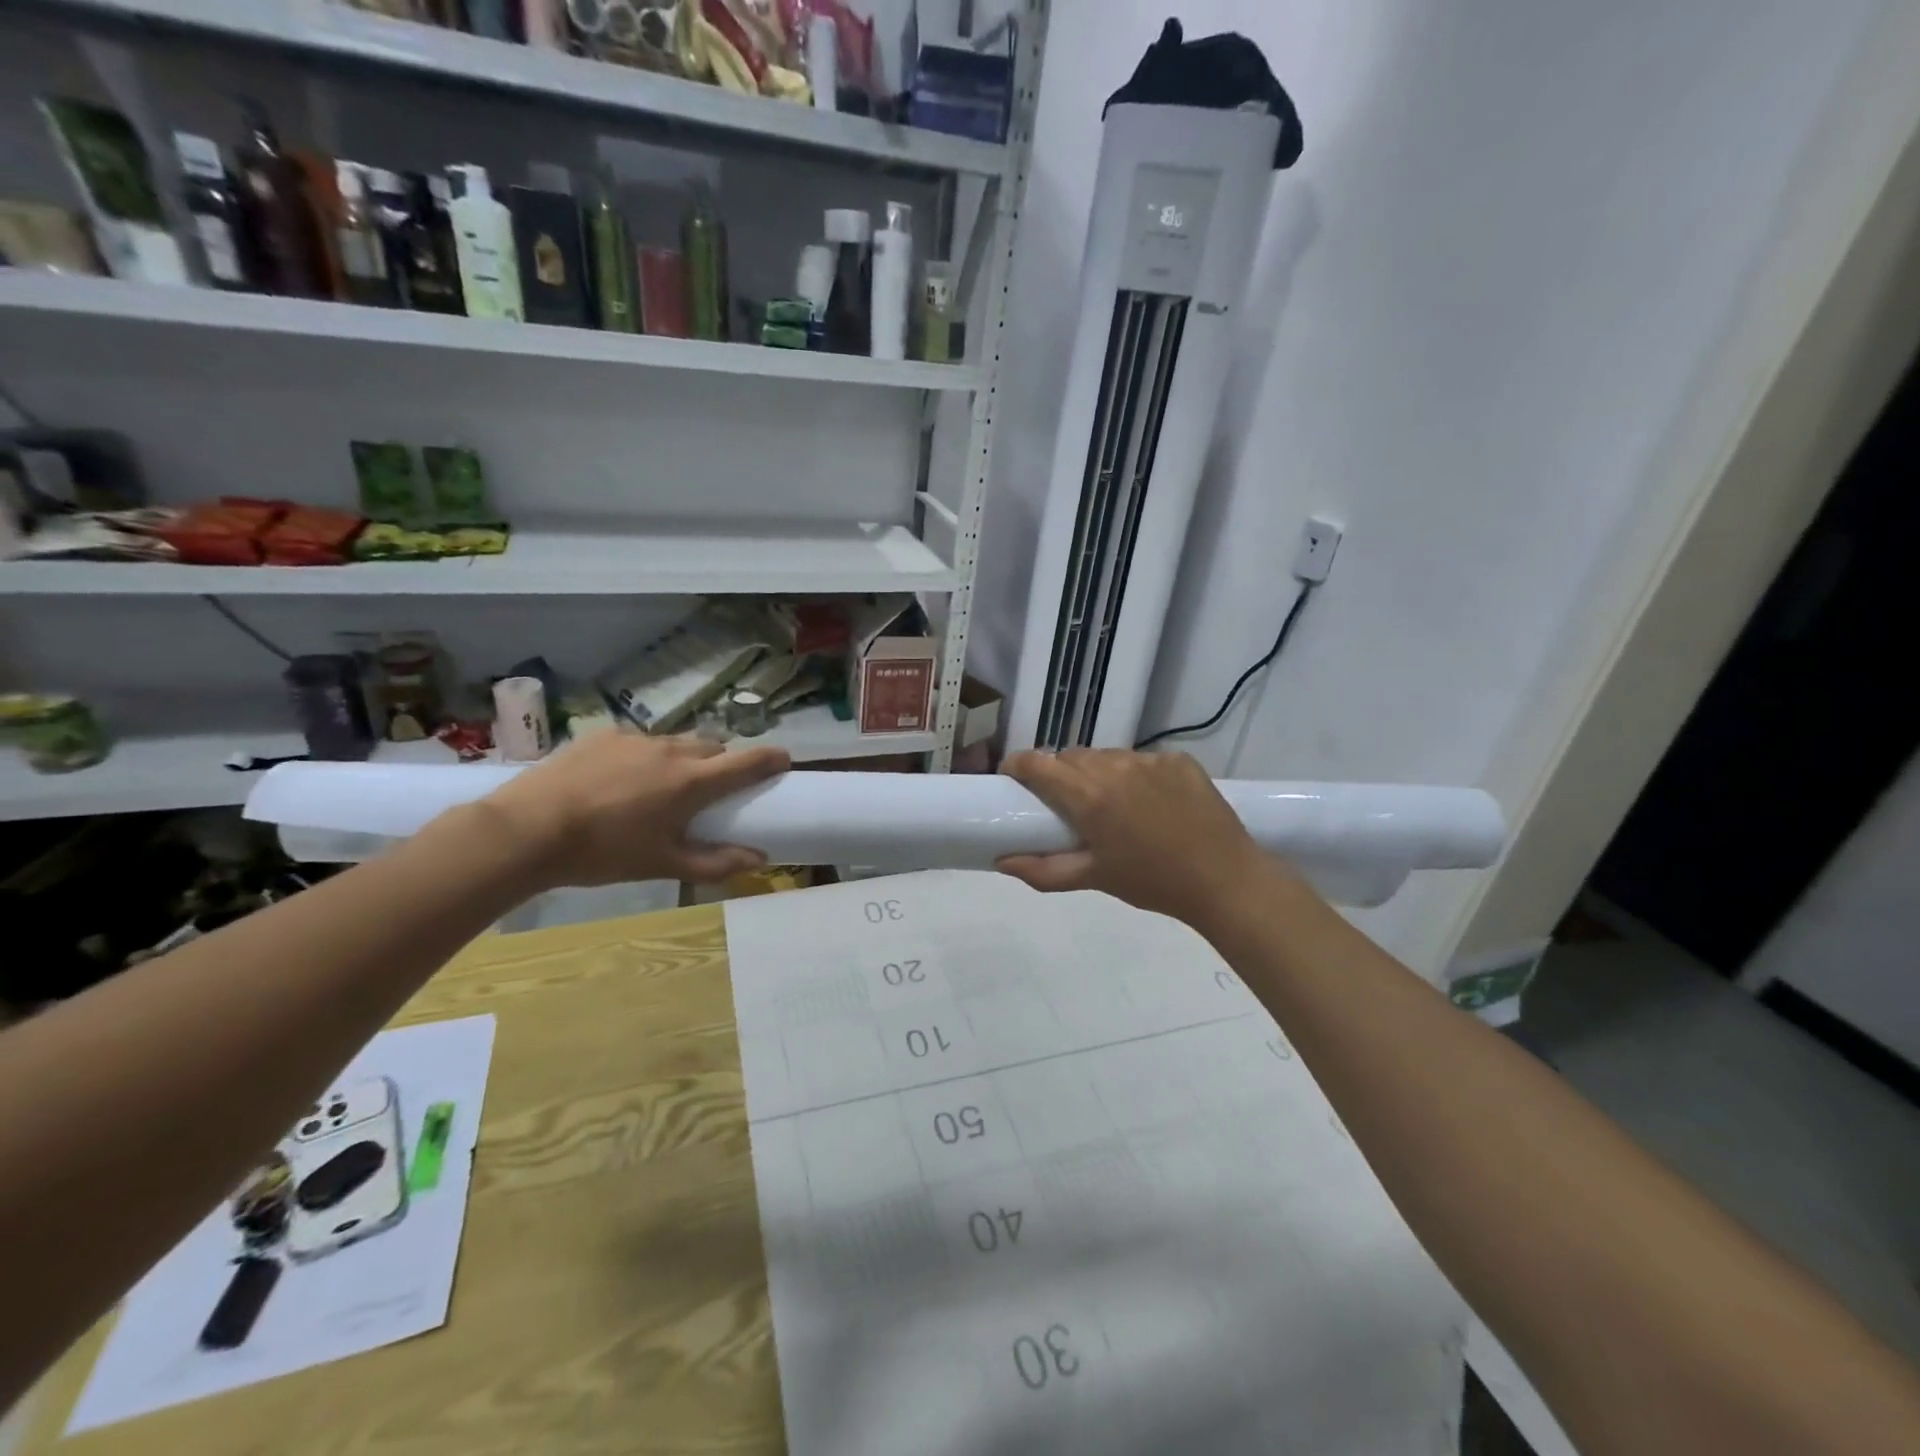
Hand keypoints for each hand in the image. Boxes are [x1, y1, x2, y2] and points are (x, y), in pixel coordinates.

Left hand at [478, 730, 790, 889]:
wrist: (527, 830)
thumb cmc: (604, 853)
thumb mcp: (664, 865)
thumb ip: (717, 862)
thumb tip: (760, 859)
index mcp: (692, 781)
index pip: (747, 762)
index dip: (771, 759)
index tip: (784, 761)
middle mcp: (671, 750)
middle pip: (713, 748)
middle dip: (722, 764)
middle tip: (712, 790)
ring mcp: (636, 739)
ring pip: (677, 742)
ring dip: (684, 759)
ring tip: (664, 786)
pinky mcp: (604, 735)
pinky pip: (641, 741)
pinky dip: (647, 756)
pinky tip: (623, 780)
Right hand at [997, 749, 1282, 926]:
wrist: (1224, 879)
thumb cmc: (1152, 882)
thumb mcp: (1093, 878)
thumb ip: (1042, 870)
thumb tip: (1000, 861)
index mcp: (1088, 796)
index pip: (1037, 763)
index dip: (1017, 766)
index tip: (1012, 780)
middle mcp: (1114, 767)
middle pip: (1070, 757)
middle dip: (1058, 773)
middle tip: (1065, 803)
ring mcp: (1149, 759)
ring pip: (1106, 756)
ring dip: (1097, 773)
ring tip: (1111, 803)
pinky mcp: (1177, 759)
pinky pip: (1142, 759)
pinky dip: (1135, 775)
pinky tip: (1150, 802)